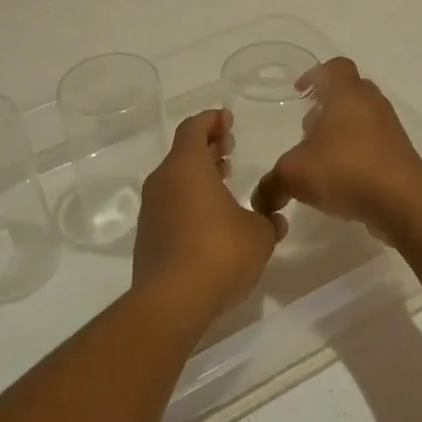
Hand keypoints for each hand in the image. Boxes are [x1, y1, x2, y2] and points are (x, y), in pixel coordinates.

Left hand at [132, 109, 284, 332]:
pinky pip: (170, 206)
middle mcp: (163, 181)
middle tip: (229, 148)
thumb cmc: (219, 252)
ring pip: (175, 180)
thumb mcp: (259, 234)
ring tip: (223, 182)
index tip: (228, 119)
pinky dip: (189, 201)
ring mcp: (151, 210)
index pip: (194, 128)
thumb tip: (274, 218)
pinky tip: (210, 220)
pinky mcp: (148, 237)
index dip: (211, 120)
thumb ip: (268, 220)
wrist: (171, 301)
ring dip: (198, 176)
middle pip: (183, 152)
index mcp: (187, 166)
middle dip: (207, 147)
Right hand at [252, 58, 421, 242]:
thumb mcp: (294, 175)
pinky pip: (375, 145)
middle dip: (328, 105)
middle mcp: (372, 104)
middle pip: (350, 91)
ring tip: (322, 157)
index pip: (335, 66)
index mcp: (347, 94)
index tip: (300, 92)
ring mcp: (391, 130)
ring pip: (363, 119)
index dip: (316, 74)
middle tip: (308, 127)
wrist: (403, 202)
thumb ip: (271, 184)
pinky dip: (359, 154)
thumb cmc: (345, 170)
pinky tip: (342, 180)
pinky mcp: (401, 156)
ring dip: (343, 132)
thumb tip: (259, 199)